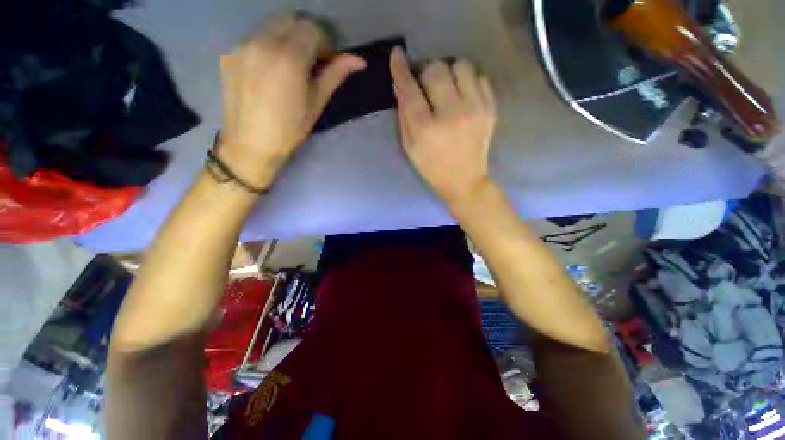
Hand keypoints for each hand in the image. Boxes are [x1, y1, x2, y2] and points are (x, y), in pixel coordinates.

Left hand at [219, 14, 366, 187]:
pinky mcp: (230, 53)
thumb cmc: (290, 130)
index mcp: (288, 58)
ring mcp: (242, 45)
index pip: (311, 28)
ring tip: (292, 67)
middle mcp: (262, 42)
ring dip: (287, 38)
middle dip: (306, 35)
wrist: (250, 145)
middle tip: (312, 61)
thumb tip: (359, 60)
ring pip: (271, 25)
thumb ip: (334, 75)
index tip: (328, 61)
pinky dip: (270, 45)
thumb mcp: (316, 103)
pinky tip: (271, 71)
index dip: (325, 42)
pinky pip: (255, 37)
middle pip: (291, 19)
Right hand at [389, 47, 496, 204]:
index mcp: (426, 129)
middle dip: (426, 71)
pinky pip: (480, 77)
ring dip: (449, 72)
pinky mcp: (490, 110)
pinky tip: (462, 95)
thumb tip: (402, 85)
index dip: (401, 69)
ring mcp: (475, 110)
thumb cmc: (432, 168)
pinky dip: (468, 81)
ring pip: (461, 66)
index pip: (410, 89)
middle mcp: (452, 115)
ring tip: (447, 87)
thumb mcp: (410, 148)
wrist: (465, 182)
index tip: (397, 56)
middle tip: (425, 83)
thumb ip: (404, 116)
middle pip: (436, 69)